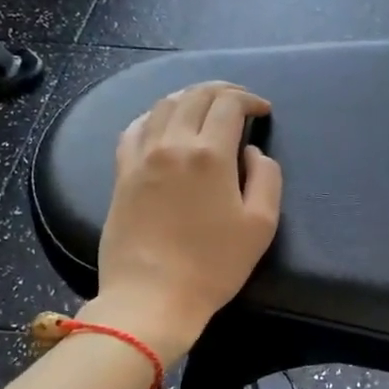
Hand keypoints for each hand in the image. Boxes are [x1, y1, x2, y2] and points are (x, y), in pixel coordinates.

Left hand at [89, 82, 281, 363]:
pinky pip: (135, 128)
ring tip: (204, 106)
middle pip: (195, 96)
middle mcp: (173, 144)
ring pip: (163, 106)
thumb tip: (252, 152)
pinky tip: (163, 123)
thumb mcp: (261, 225)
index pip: (229, 104)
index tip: (263, 110)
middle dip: (221, 91)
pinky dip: (155, 116)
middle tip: (239, 101)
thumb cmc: (214, 265)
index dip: (249, 99)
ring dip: (188, 97)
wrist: (152, 297)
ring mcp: (142, 157)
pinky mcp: (122, 174)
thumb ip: (266, 178)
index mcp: (210, 154)